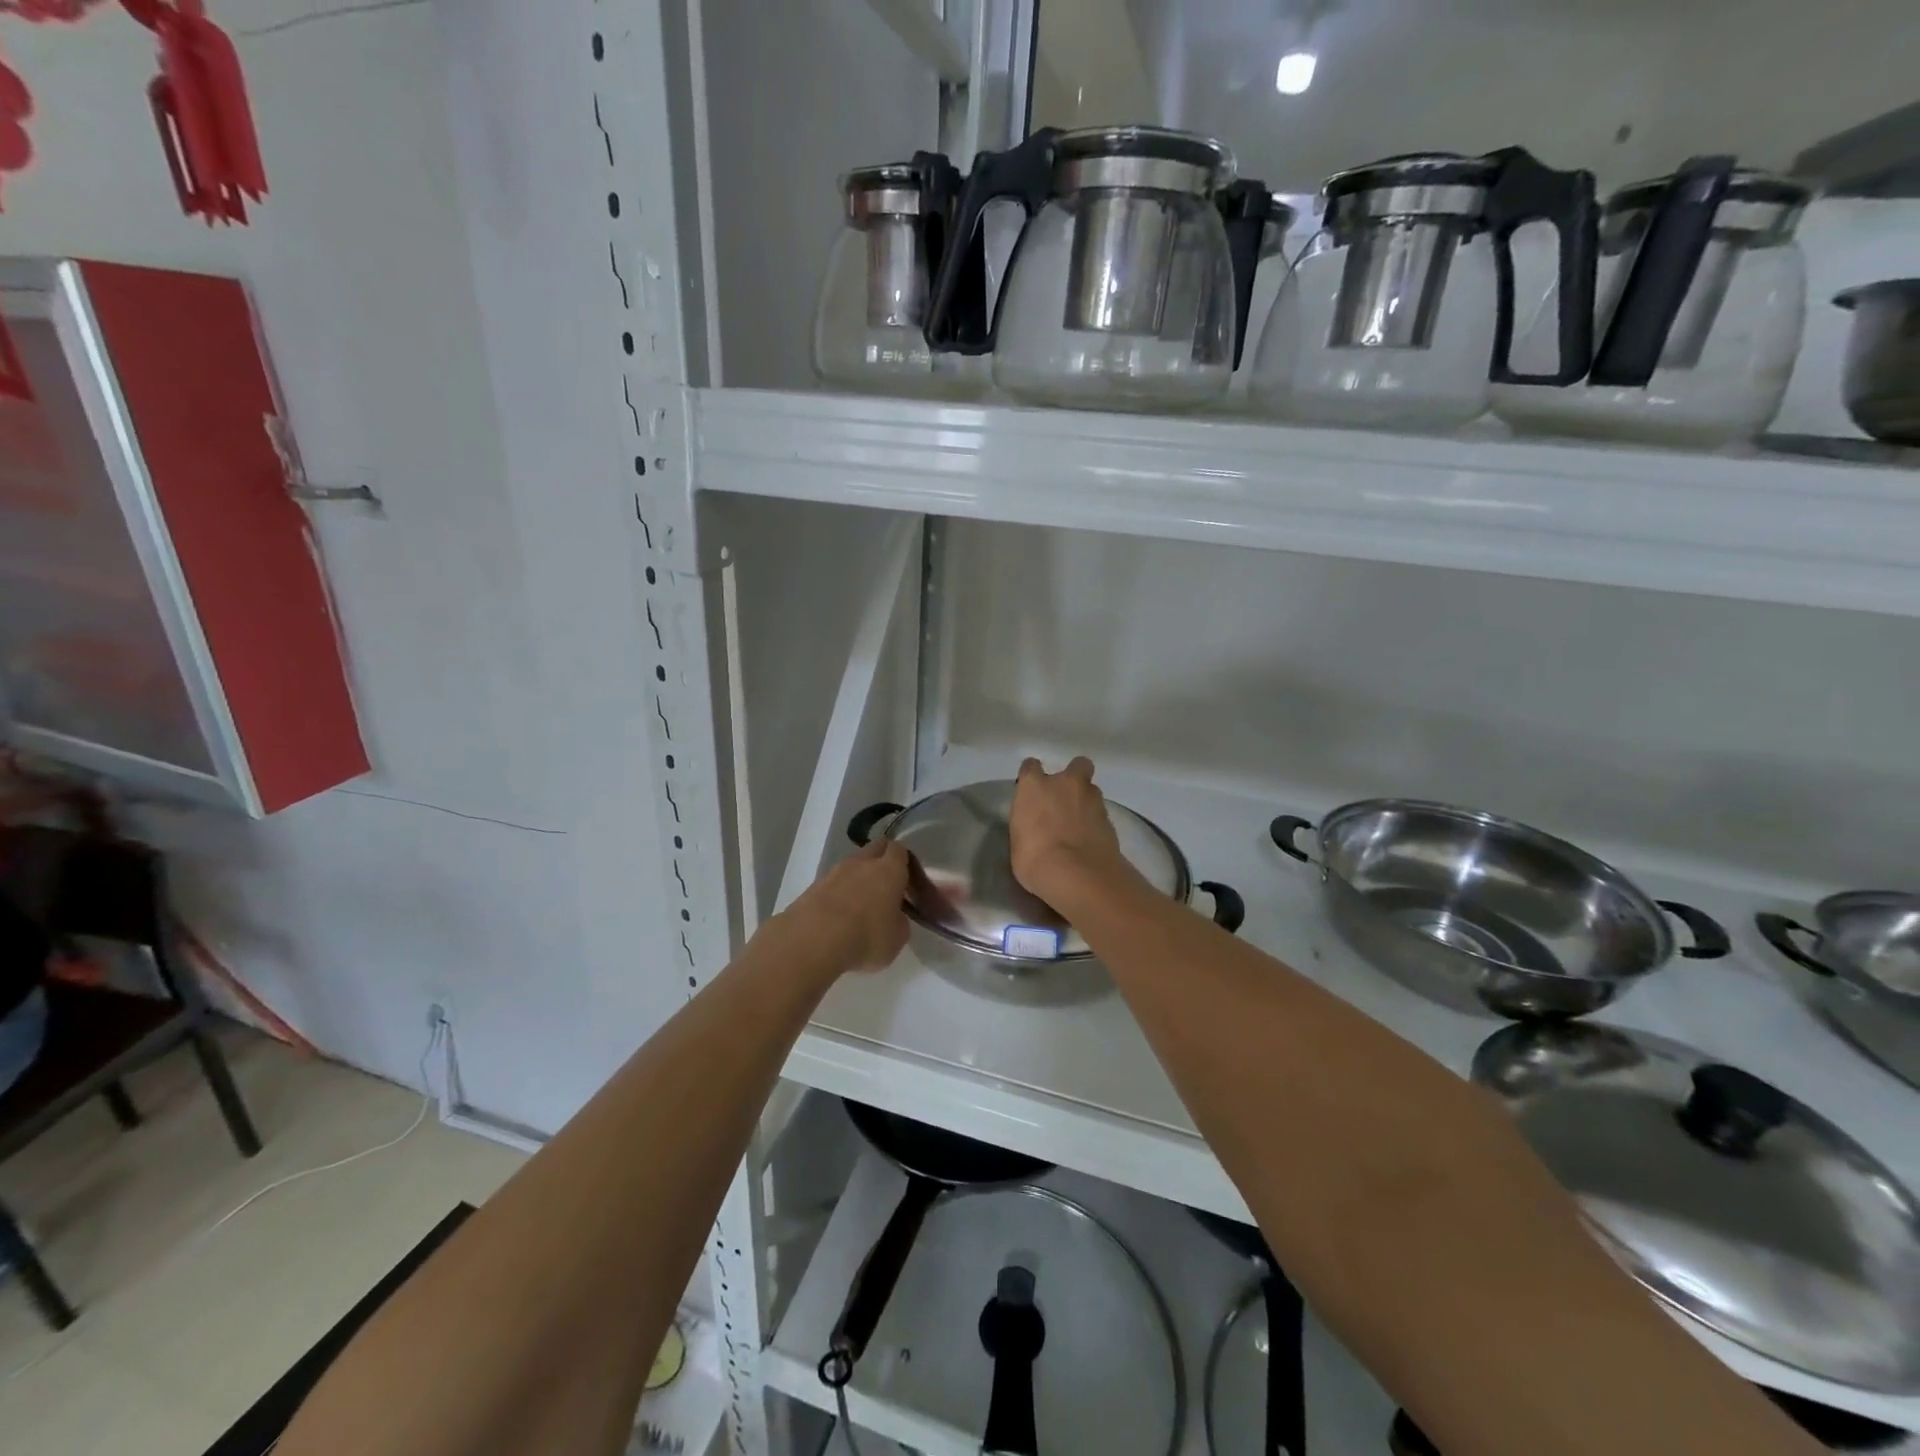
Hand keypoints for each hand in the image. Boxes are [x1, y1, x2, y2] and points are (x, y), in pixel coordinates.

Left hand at [784, 838, 910, 973]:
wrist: (812, 940)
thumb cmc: (866, 936)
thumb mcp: (897, 938)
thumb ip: (900, 922)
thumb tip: (894, 917)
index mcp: (889, 869)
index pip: (899, 850)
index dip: (903, 861)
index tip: (906, 879)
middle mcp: (862, 862)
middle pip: (874, 849)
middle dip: (880, 861)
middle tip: (885, 886)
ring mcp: (834, 871)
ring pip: (851, 866)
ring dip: (857, 878)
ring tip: (859, 905)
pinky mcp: (813, 886)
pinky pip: (832, 883)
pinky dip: (837, 894)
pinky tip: (837, 916)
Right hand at [1010, 756, 1136, 907]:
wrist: (1077, 874)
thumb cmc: (1035, 858)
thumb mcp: (1018, 841)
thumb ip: (1027, 824)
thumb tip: (1034, 826)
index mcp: (1035, 786)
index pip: (1031, 766)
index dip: (1032, 777)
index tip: (1032, 791)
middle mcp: (1065, 783)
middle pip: (1076, 765)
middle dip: (1073, 776)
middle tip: (1066, 798)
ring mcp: (1092, 798)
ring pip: (1092, 789)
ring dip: (1086, 801)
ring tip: (1080, 823)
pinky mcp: (1110, 818)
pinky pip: (1101, 813)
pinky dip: (1096, 822)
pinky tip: (1090, 839)